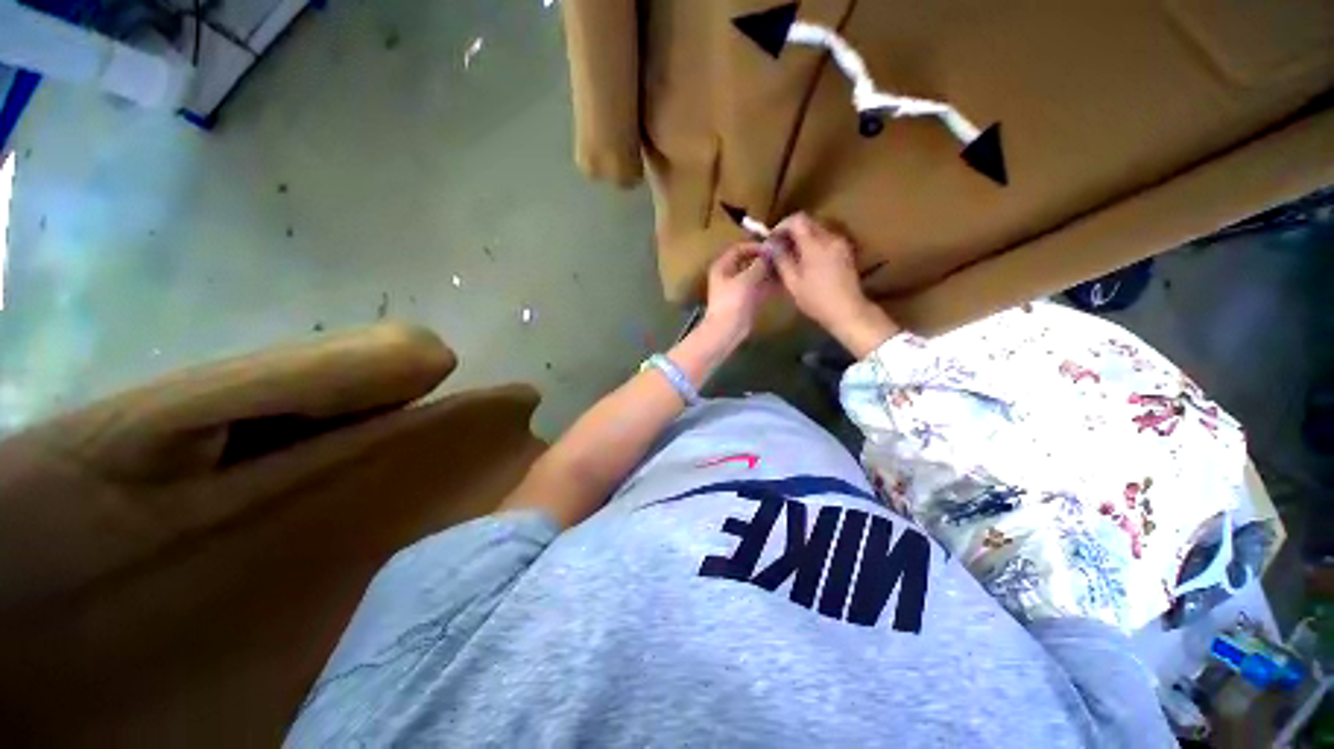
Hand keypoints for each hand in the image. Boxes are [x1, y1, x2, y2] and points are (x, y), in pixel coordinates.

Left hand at [701, 242, 777, 344]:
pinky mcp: (746, 301)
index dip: (755, 247)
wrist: (727, 330)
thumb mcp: (746, 279)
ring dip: (769, 272)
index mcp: (722, 267)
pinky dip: (770, 285)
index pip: (739, 249)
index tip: (772, 247)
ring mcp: (738, 289)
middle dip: (765, 260)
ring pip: (756, 276)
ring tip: (787, 267)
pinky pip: (759, 288)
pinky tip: (784, 282)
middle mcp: (729, 275)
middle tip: (783, 256)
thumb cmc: (732, 302)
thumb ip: (759, 264)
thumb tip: (771, 251)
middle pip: (748, 262)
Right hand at [770, 213, 899, 357]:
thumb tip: (771, 246)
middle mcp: (830, 238)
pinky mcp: (845, 251)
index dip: (782, 226)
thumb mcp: (793, 282)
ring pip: (817, 230)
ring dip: (802, 238)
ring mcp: (840, 243)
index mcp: (815, 244)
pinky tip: (805, 261)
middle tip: (778, 248)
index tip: (772, 239)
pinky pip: (825, 239)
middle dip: (791, 232)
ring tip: (790, 256)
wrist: (848, 310)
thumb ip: (781, 259)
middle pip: (808, 222)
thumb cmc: (816, 299)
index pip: (797, 220)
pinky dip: (813, 244)